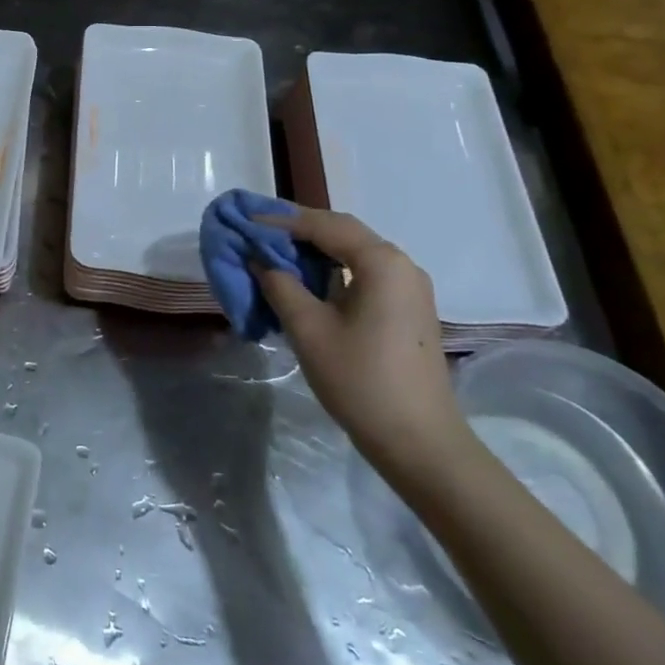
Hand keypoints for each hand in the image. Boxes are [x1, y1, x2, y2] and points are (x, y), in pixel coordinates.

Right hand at [252, 208, 467, 475]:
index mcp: (381, 262)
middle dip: (298, 230)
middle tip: (257, 233)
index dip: (280, 221)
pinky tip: (306, 282)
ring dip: (314, 249)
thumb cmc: (360, 380)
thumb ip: (279, 284)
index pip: (324, 225)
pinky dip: (332, 270)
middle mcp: (401, 265)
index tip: (244, 221)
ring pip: (354, 253)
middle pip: (342, 232)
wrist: (419, 443)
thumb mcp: (308, 329)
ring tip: (275, 254)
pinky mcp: (407, 309)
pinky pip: (364, 274)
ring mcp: (408, 288)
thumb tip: (258, 257)